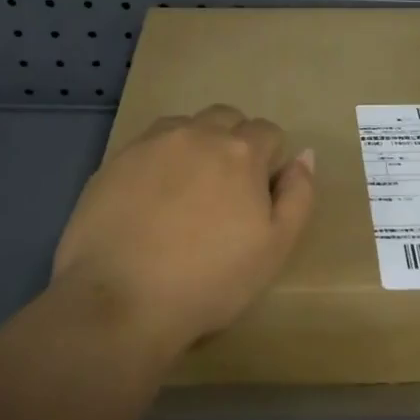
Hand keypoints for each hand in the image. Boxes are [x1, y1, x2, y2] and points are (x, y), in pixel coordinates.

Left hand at [50, 105, 315, 353]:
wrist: (119, 301)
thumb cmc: (209, 281)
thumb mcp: (275, 248)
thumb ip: (298, 195)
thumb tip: (304, 155)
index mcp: (241, 151)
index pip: (268, 132)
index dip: (269, 161)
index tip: (259, 196)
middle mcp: (197, 133)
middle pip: (227, 118)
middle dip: (234, 142)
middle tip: (226, 190)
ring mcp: (152, 143)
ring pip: (186, 126)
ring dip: (196, 145)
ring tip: (187, 191)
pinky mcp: (115, 160)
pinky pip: (149, 144)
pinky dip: (160, 159)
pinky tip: (151, 198)